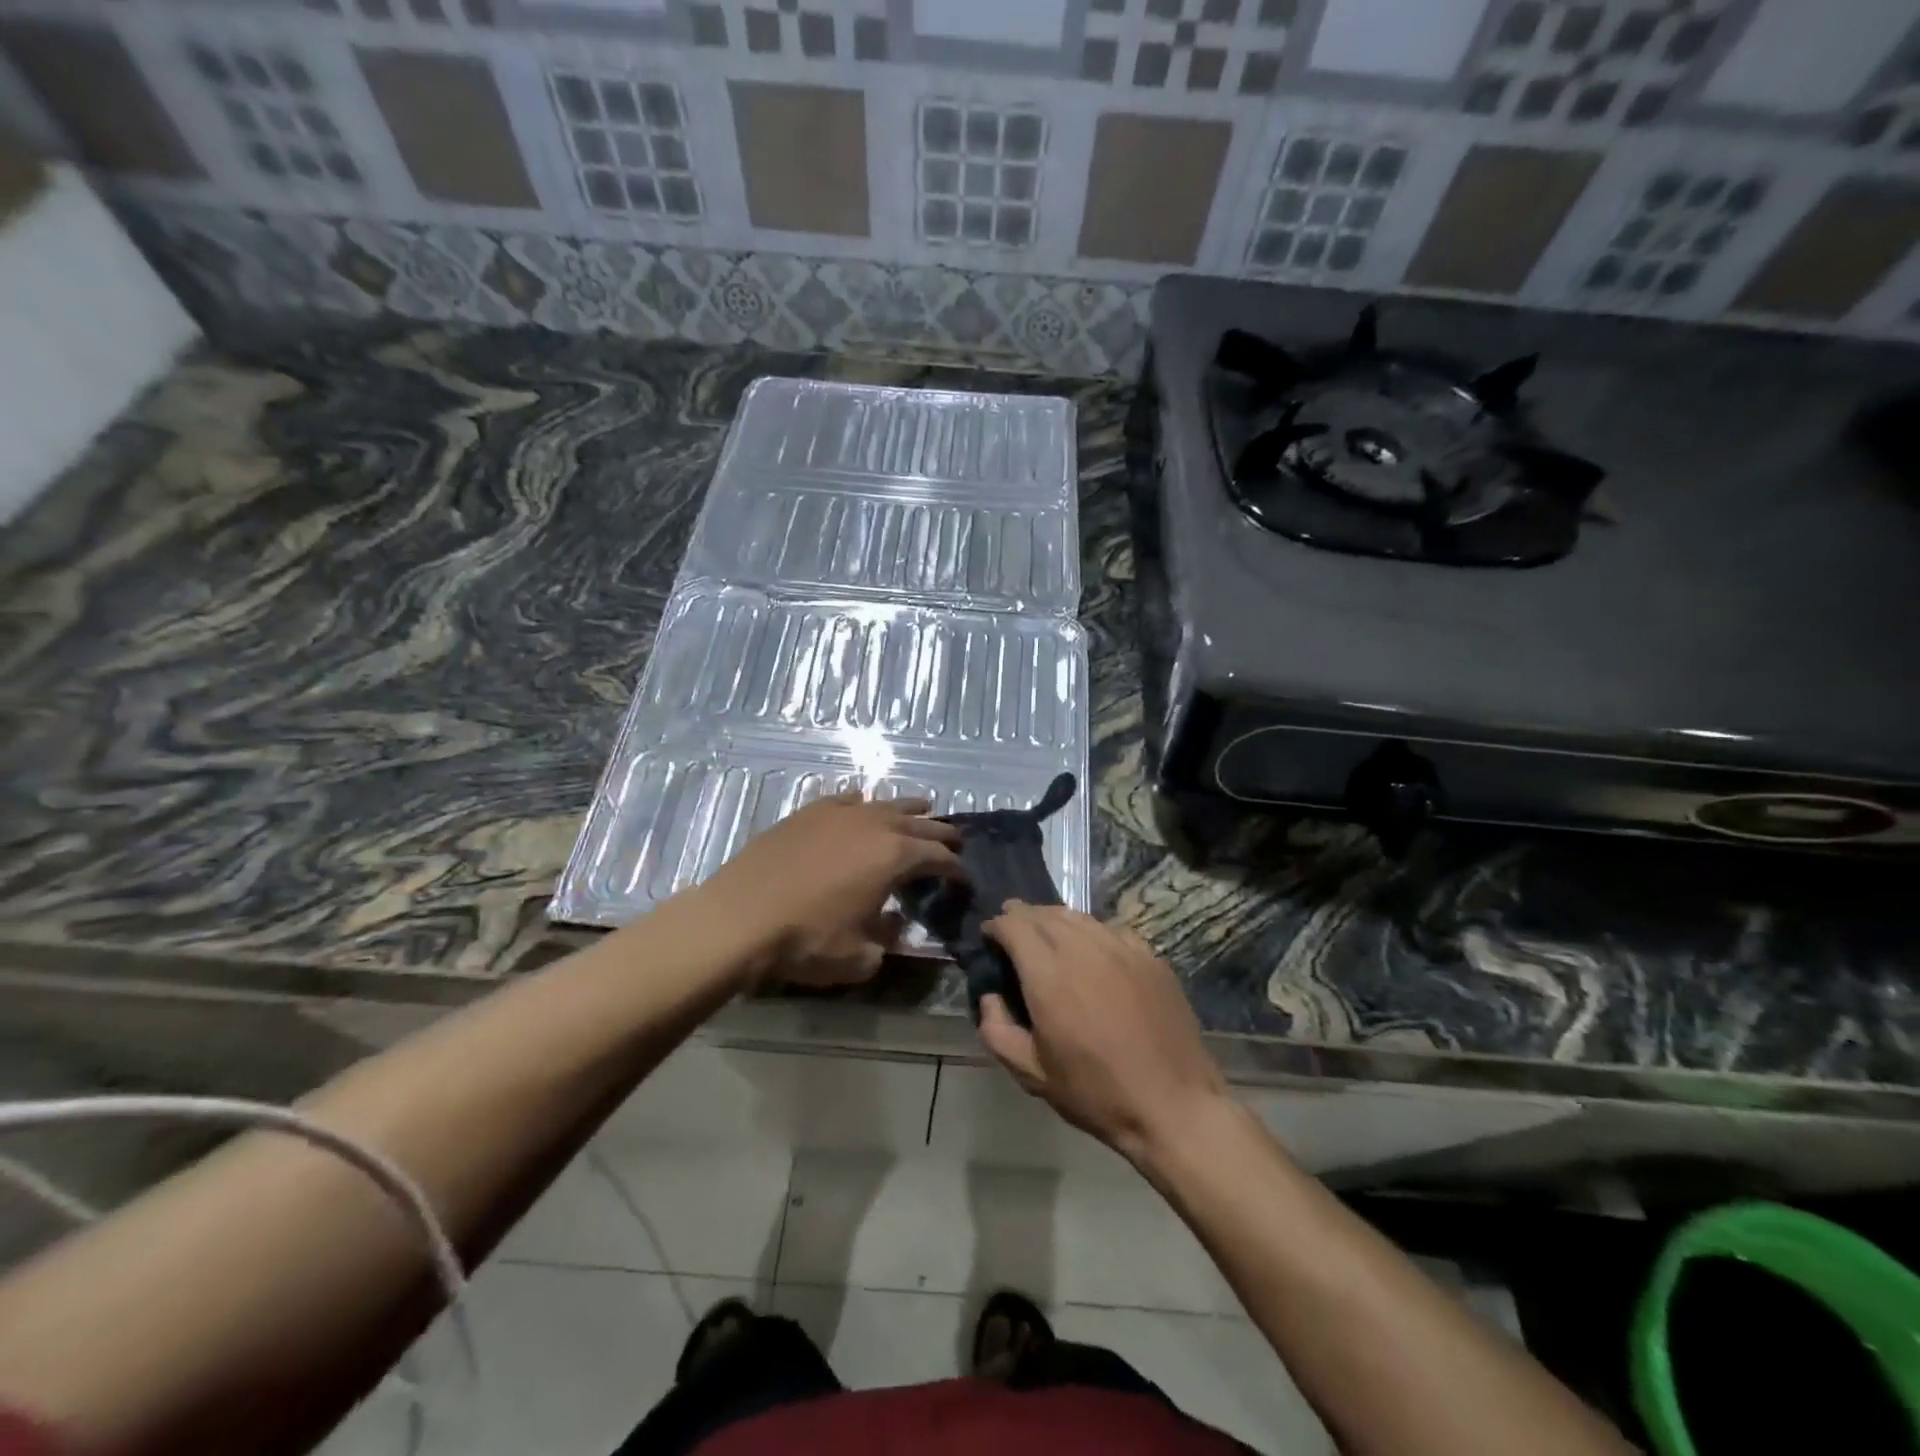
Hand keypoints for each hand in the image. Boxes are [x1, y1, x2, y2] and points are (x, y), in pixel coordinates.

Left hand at [703, 790, 963, 988]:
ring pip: (885, 804)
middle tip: (955, 841)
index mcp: (895, 856)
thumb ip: (887, 939)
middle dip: (941, 833)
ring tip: (923, 808)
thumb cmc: (806, 940)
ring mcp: (839, 813)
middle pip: (919, 824)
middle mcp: (875, 825)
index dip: (955, 869)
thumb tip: (894, 924)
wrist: (740, 917)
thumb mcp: (859, 956)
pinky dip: (862, 804)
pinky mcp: (808, 812)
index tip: (963, 879)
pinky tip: (862, 806)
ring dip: (908, 809)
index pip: (938, 858)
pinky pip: (846, 800)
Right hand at [977, 903, 1227, 1166]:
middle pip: (1045, 914)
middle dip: (1023, 916)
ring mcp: (1121, 949)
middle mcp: (1083, 949)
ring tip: (1046, 931)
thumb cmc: (1096, 1092)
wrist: (1173, 1105)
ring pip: (1078, 917)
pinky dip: (1091, 931)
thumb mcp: (1032, 1074)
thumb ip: (997, 1031)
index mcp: (1048, 975)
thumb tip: (989, 997)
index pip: (1014, 926)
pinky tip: (1091, 947)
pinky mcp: (1150, 957)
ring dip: (1054, 919)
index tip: (989, 936)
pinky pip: (1111, 930)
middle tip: (1012, 928)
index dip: (997, 925)